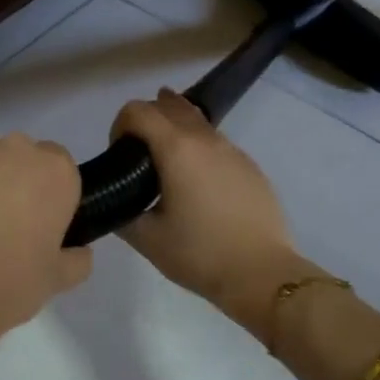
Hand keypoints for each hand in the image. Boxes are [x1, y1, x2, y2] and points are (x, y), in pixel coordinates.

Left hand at [0, 133, 92, 353]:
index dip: (51, 197)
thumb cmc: (7, 280)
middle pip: (24, 160)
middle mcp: (19, 149)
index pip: (63, 171)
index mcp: (57, 173)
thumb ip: (75, 260)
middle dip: (17, 184)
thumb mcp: (55, 281)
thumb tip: (80, 252)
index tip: (41, 226)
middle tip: (3, 227)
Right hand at [110, 90, 308, 331]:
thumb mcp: (147, 238)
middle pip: (168, 105)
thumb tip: (117, 201)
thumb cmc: (199, 254)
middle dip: (146, 119)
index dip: (119, 125)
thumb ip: (123, 211)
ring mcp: (232, 149)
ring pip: (196, 120)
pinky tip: (196, 182)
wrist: (262, 274)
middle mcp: (205, 139)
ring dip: (174, 129)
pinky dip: (198, 147)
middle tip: (138, 155)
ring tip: (165, 164)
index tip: (118, 155)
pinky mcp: (250, 165)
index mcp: (176, 148)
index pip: (137, 110)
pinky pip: (216, 142)